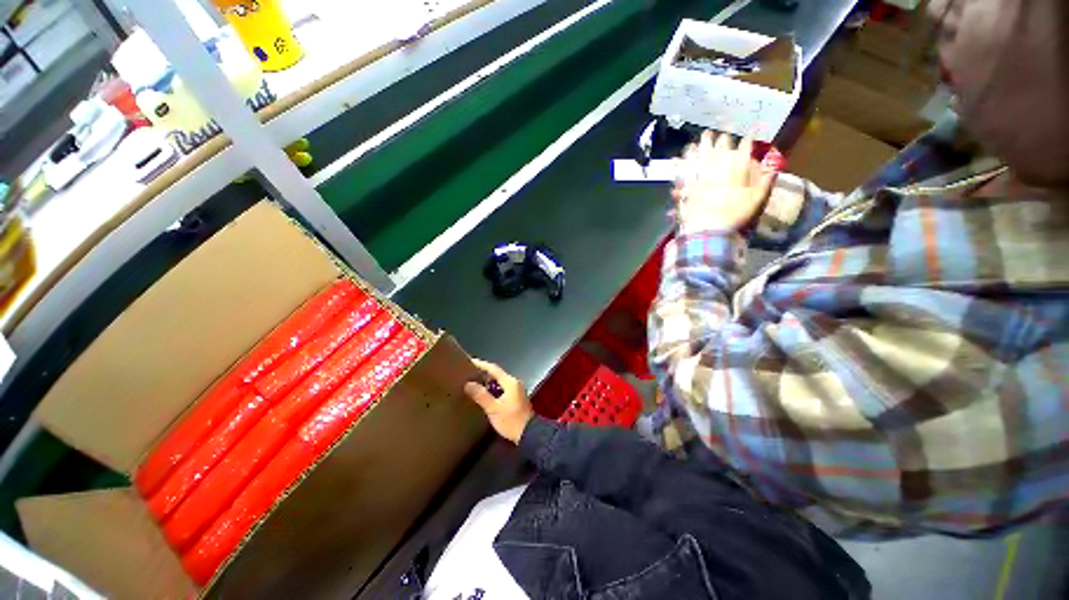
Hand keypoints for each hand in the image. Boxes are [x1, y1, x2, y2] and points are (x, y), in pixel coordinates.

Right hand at [464, 359, 533, 444]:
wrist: (529, 435)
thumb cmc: (511, 421)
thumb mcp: (493, 409)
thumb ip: (481, 395)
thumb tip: (468, 384)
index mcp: (510, 382)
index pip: (494, 369)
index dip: (481, 365)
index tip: (470, 361)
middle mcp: (515, 383)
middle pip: (497, 374)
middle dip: (484, 373)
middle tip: (469, 374)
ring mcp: (517, 391)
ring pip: (500, 382)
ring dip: (488, 383)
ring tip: (474, 384)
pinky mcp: (517, 399)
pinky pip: (502, 389)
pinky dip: (493, 389)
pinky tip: (485, 395)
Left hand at [672, 131, 776, 234]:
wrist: (708, 229)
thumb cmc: (734, 216)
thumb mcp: (756, 200)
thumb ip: (765, 182)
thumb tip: (773, 169)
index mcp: (736, 170)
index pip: (743, 150)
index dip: (745, 143)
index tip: (745, 138)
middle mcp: (718, 168)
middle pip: (719, 149)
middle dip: (719, 140)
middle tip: (716, 133)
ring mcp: (701, 176)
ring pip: (700, 157)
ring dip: (698, 148)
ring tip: (695, 143)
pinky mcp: (687, 186)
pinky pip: (683, 172)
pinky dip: (681, 165)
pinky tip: (677, 160)